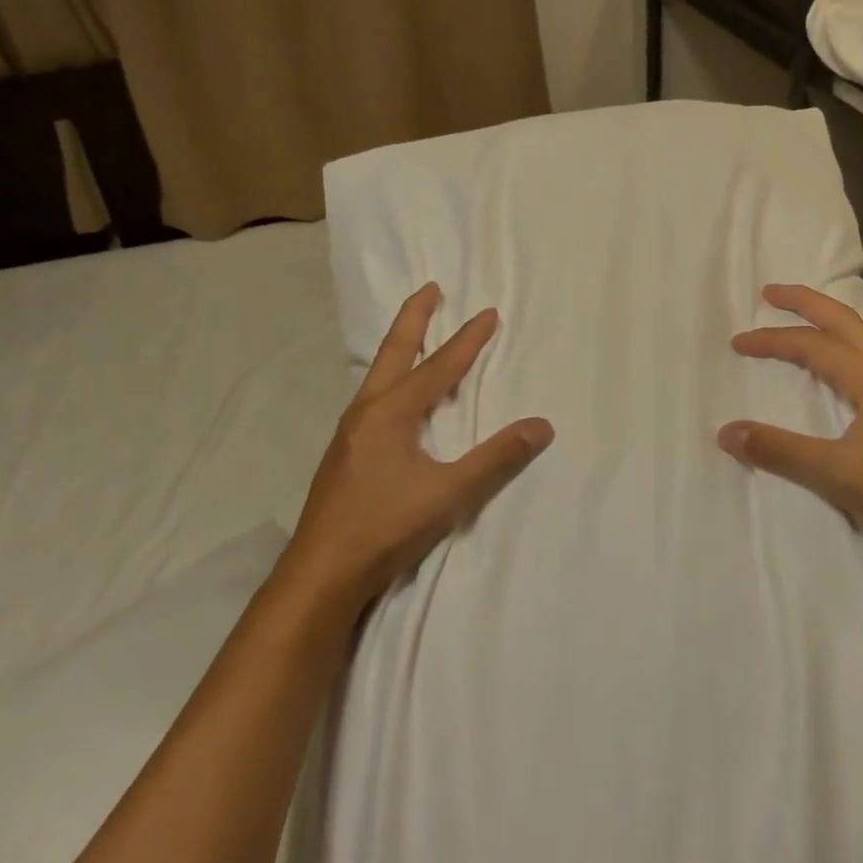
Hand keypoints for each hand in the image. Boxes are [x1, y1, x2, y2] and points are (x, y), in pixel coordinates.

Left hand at [277, 283, 553, 619]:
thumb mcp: (449, 494)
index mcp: (391, 412)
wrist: (320, 574)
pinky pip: (372, 397)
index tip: (488, 313)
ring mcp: (350, 432)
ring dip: (400, 346)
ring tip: (415, 334)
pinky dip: (391, 377)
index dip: (467, 340)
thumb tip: (541, 426)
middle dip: (414, 318)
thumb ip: (496, 459)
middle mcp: (367, 411)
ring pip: (379, 374)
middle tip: (430, 289)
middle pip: (394, 351)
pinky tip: (394, 396)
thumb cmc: (385, 528)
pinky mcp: (345, 454)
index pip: (439, 366)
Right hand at [717, 284, 862, 559]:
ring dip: (823, 324)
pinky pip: (860, 364)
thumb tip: (726, 432)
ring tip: (794, 321)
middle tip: (770, 293)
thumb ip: (780, 451)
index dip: (773, 340)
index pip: (814, 345)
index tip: (737, 344)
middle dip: (805, 302)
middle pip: (843, 322)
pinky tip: (826, 370)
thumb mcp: (836, 474)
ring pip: (856, 340)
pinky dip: (835, 351)